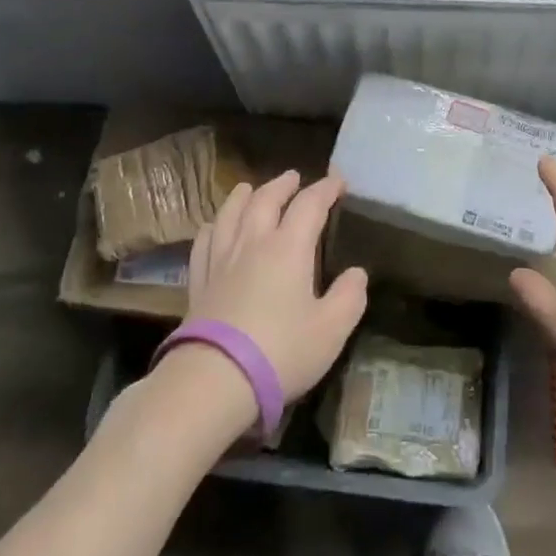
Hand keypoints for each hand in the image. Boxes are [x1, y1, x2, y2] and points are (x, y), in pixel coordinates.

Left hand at [185, 170, 367, 403]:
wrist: (215, 378)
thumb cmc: (281, 351)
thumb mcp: (331, 329)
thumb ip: (349, 297)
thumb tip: (357, 273)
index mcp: (289, 247)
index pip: (309, 205)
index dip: (325, 189)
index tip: (338, 181)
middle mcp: (253, 242)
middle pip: (266, 199)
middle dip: (283, 185)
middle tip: (293, 177)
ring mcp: (221, 260)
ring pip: (230, 213)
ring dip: (243, 196)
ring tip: (249, 188)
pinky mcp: (198, 281)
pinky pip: (204, 241)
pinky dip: (213, 226)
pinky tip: (214, 227)